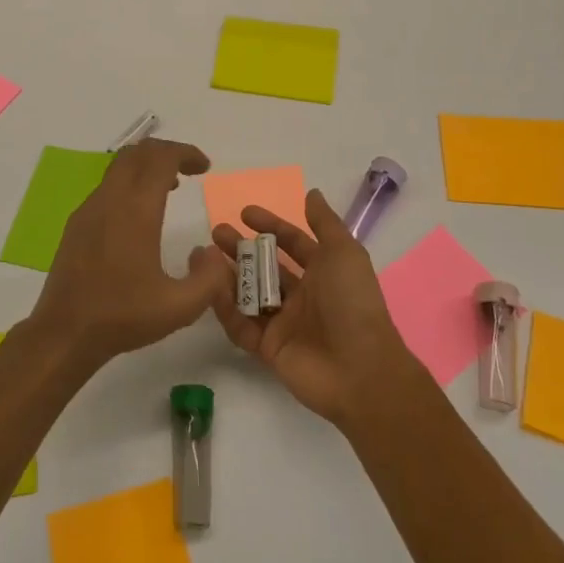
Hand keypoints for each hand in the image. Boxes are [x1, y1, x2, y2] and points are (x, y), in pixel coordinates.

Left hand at [27, 138, 228, 371]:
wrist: (64, 332)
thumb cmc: (122, 316)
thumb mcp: (180, 307)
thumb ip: (210, 278)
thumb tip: (214, 252)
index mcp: (136, 210)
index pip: (161, 158)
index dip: (186, 153)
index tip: (204, 167)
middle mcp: (110, 200)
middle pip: (138, 152)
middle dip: (167, 152)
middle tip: (190, 169)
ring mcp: (89, 209)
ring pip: (119, 167)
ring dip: (147, 167)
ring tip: (170, 188)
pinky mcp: (77, 224)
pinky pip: (107, 186)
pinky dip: (129, 183)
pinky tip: (140, 215)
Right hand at [197, 189, 417, 426]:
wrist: (359, 369)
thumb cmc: (352, 302)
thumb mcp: (344, 252)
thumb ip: (325, 222)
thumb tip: (311, 193)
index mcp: (323, 272)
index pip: (291, 243)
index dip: (270, 226)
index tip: (244, 213)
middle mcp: (302, 296)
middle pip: (265, 267)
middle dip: (241, 248)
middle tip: (217, 233)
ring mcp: (284, 323)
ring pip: (249, 294)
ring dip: (227, 275)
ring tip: (204, 257)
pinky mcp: (268, 348)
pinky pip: (241, 325)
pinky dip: (225, 308)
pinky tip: (208, 288)